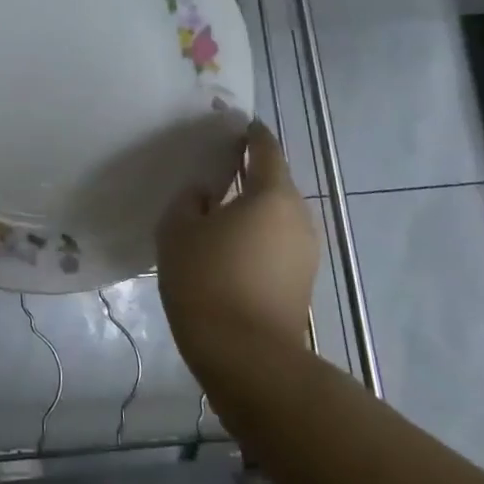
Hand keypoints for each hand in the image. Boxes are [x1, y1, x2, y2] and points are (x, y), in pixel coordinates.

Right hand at [157, 121, 319, 371]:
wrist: (247, 357)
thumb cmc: (208, 280)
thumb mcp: (179, 230)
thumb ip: (189, 201)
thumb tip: (205, 195)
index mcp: (272, 195)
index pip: (265, 149)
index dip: (249, 134)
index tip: (233, 125)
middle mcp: (297, 216)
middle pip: (274, 181)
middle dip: (248, 171)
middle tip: (215, 167)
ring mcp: (305, 251)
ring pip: (276, 214)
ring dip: (252, 206)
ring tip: (217, 207)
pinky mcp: (301, 280)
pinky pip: (277, 240)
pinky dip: (256, 233)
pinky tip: (229, 243)